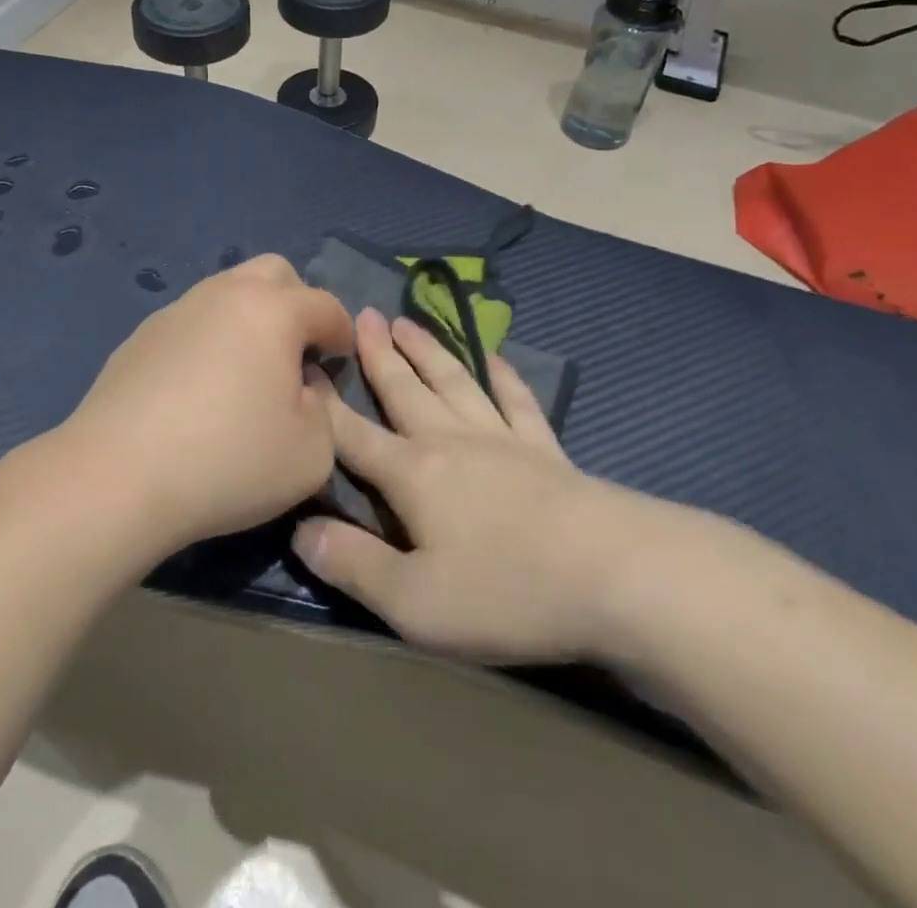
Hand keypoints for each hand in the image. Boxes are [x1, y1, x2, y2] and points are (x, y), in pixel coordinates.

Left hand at [58, 255, 354, 556]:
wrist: (118, 475)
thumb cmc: (228, 460)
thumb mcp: (311, 453)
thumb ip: (325, 411)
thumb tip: (304, 386)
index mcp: (273, 310)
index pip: (326, 305)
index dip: (342, 334)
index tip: (339, 364)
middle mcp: (225, 294)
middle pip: (275, 272)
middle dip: (297, 304)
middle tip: (296, 353)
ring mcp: (177, 310)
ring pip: (228, 291)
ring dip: (250, 318)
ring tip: (246, 371)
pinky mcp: (141, 335)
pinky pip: (192, 321)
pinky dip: (209, 340)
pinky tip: (198, 388)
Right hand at [293, 310, 687, 664]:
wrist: (616, 574)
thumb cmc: (507, 591)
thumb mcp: (415, 601)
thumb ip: (353, 564)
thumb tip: (300, 531)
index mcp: (412, 475)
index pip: (353, 434)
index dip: (324, 404)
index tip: (302, 364)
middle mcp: (450, 442)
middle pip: (404, 390)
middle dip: (377, 355)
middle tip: (360, 315)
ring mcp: (501, 439)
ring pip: (453, 382)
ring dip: (427, 351)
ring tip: (406, 322)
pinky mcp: (546, 449)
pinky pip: (517, 401)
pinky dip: (503, 376)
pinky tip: (495, 358)